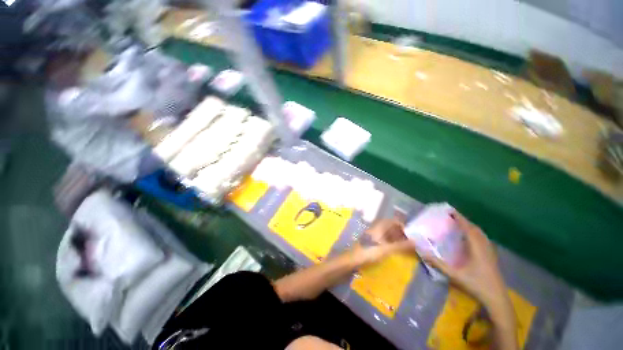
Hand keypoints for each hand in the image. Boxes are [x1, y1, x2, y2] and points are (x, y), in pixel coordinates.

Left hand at [354, 218, 415, 265]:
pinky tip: (394, 251)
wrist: (352, 260)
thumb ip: (401, 246)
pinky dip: (390, 243)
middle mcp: (375, 229)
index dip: (402, 225)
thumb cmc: (369, 252)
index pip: (392, 221)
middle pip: (389, 227)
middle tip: (410, 242)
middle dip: (400, 233)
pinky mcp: (370, 243)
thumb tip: (416, 241)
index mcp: (379, 227)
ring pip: (386, 234)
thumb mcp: (386, 249)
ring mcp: (372, 236)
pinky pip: (382, 240)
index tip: (411, 233)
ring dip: (395, 238)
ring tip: (404, 247)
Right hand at [423, 211, 517, 349]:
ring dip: (470, 227)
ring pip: (481, 234)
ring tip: (459, 225)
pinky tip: (470, 239)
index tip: (450, 210)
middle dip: (464, 221)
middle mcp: (484, 247)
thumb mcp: (455, 275)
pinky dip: (475, 234)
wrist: (497, 299)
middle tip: (452, 217)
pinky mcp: (491, 257)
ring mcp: (490, 252)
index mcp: (476, 248)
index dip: (459, 218)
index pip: (468, 228)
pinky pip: (483, 240)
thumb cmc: (476, 285)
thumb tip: (422, 253)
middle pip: (475, 229)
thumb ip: (438, 264)